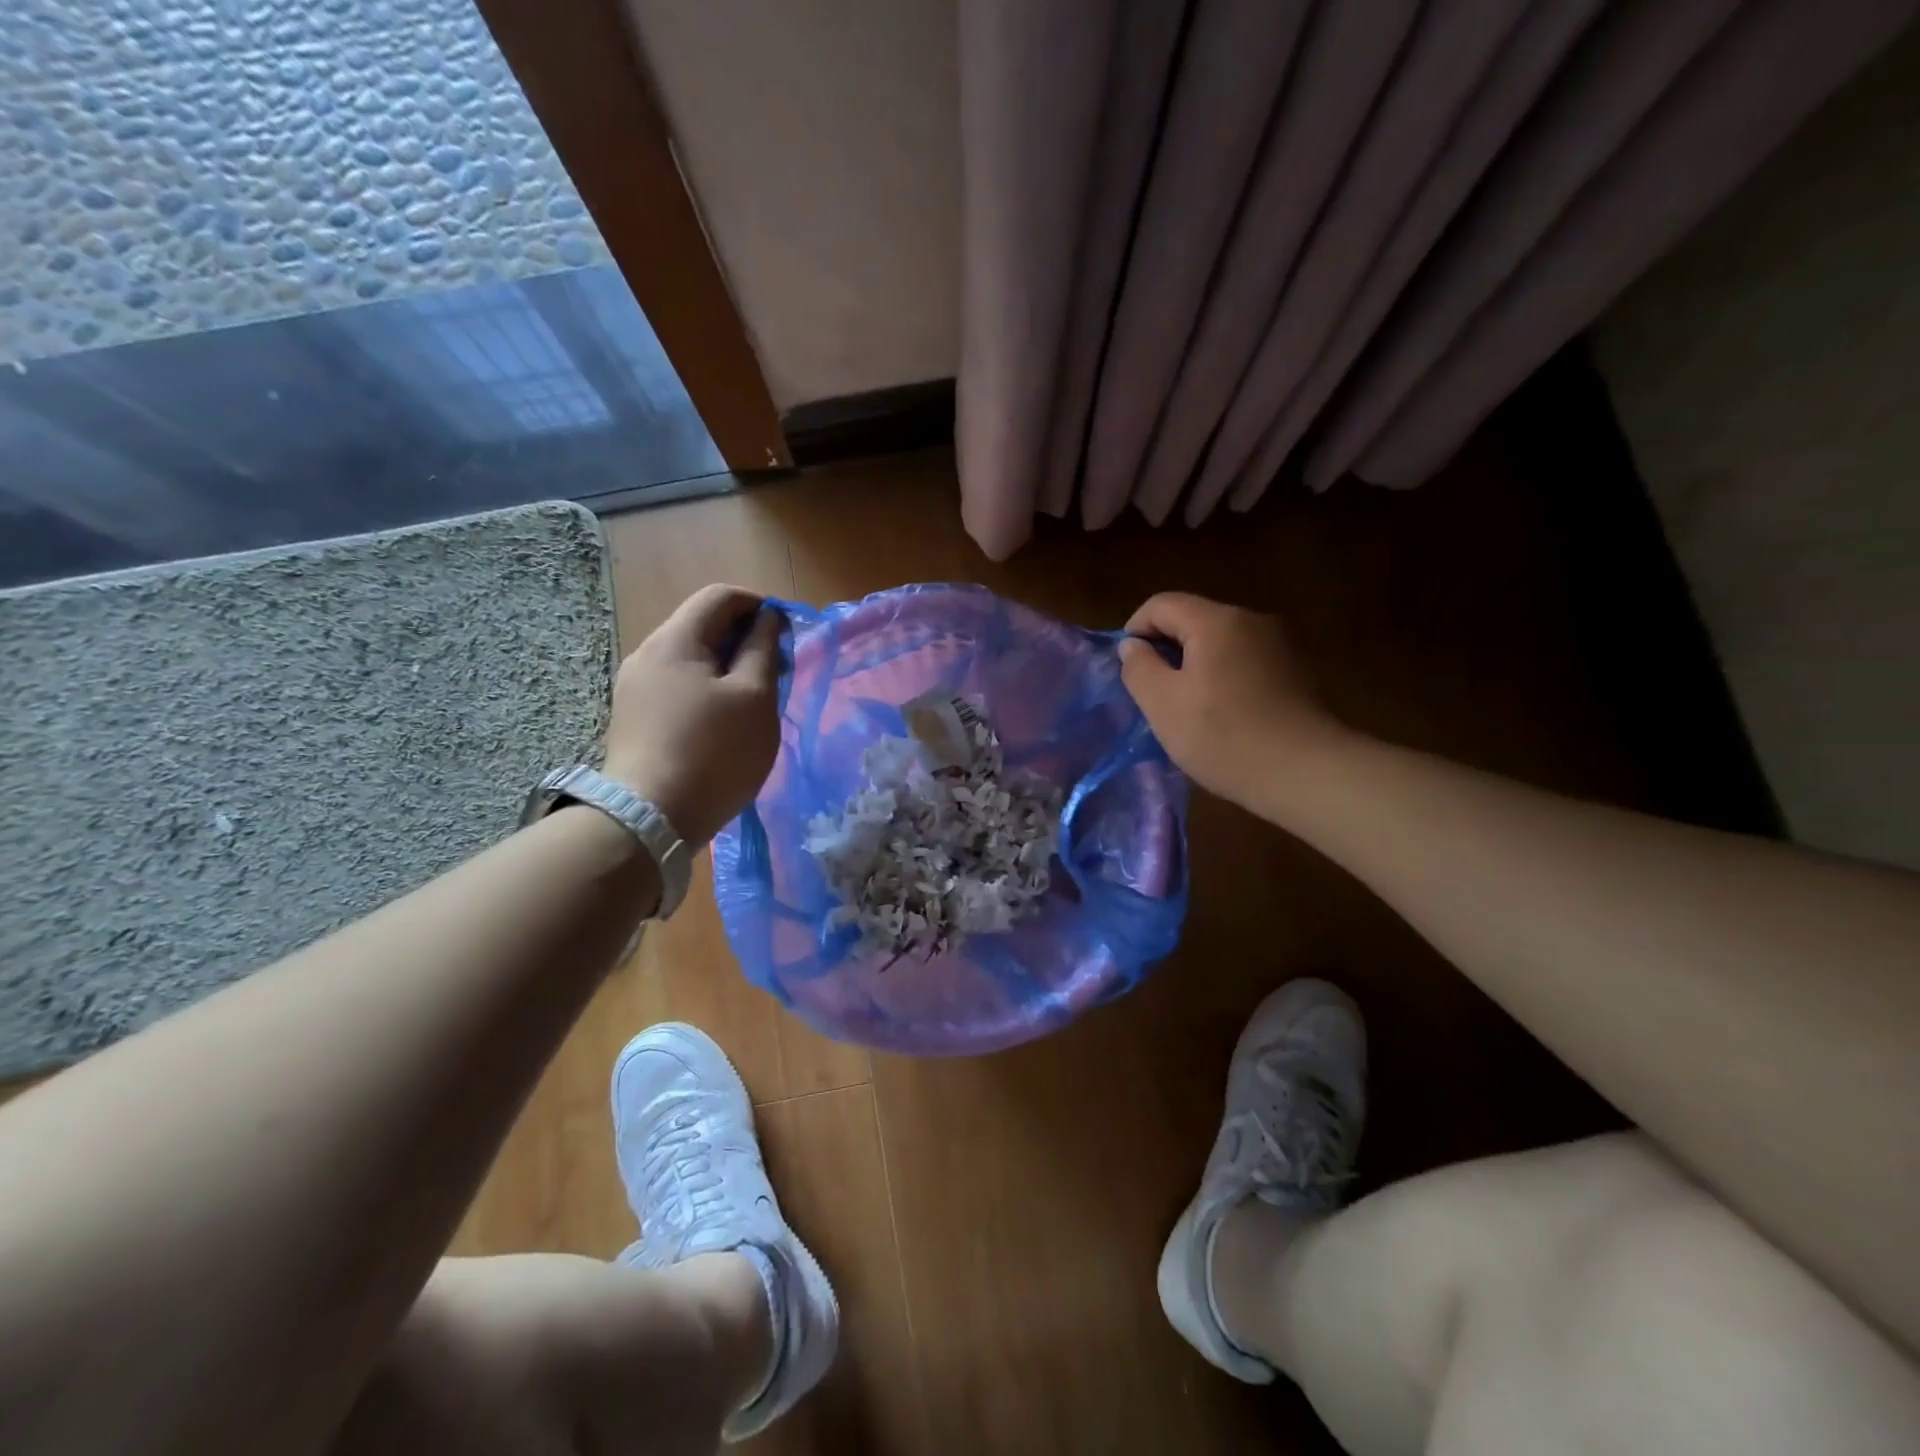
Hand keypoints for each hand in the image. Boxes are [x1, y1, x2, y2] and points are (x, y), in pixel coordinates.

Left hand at [602, 584, 783, 846]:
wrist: (650, 820)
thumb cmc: (714, 753)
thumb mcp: (754, 698)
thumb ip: (763, 650)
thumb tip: (767, 619)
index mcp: (675, 640)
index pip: (720, 596)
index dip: (759, 606)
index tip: (786, 637)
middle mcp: (647, 655)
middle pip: (703, 626)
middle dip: (745, 640)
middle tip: (776, 673)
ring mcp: (635, 688)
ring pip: (692, 660)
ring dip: (728, 669)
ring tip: (755, 703)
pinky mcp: (634, 719)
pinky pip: (678, 687)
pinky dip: (708, 691)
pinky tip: (724, 724)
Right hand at [1118, 592, 1342, 812]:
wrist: (1304, 772)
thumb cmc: (1223, 736)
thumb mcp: (1162, 704)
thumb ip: (1139, 667)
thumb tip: (1133, 645)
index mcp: (1216, 621)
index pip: (1161, 604)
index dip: (1135, 629)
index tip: (1128, 668)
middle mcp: (1251, 621)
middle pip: (1193, 620)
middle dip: (1165, 649)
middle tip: (1152, 692)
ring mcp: (1278, 645)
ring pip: (1219, 642)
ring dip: (1194, 666)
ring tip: (1185, 707)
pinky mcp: (1294, 671)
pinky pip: (1243, 661)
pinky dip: (1222, 677)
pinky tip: (1221, 714)